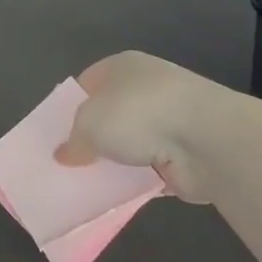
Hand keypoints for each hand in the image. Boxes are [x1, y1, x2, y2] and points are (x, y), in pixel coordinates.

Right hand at [54, 52, 251, 203]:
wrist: (207, 139)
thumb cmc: (138, 114)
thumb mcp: (88, 124)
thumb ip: (73, 141)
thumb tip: (64, 155)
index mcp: (122, 66)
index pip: (87, 83)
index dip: (69, 107)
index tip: (55, 134)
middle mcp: (147, 87)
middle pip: (109, 114)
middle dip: (92, 138)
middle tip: (69, 161)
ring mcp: (170, 119)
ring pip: (131, 143)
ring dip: (116, 162)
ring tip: (87, 183)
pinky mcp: (185, 152)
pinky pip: (150, 169)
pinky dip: (137, 182)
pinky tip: (117, 195)